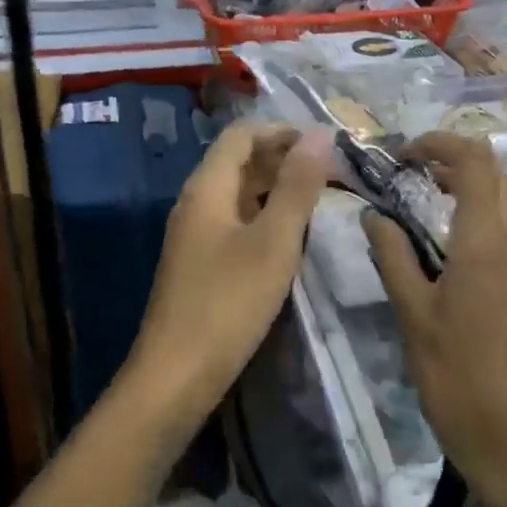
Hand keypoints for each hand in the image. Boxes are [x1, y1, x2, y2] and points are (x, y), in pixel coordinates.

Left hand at [130, 120, 335, 406]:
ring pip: (237, 194)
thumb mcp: (273, 242)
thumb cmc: (228, 303)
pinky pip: (234, 223)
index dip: (282, 131)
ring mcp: (193, 234)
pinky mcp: (198, 263)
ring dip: (275, 190)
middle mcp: (195, 202)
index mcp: (206, 188)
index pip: (242, 135)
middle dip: (283, 159)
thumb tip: (320, 134)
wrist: (176, 374)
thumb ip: (297, 187)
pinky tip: (289, 239)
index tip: (325, 145)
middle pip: (238, 162)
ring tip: (319, 202)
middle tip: (331, 174)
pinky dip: (263, 218)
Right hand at [363, 132, 506, 506]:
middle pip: (497, 175)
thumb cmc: (456, 377)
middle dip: (454, 162)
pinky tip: (453, 247)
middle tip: (409, 176)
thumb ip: (392, 255)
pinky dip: (484, 218)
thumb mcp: (412, 314)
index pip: (476, 161)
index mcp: (487, 242)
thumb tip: (374, 215)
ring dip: (471, 189)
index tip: (403, 155)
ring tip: (425, 205)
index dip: (440, 144)